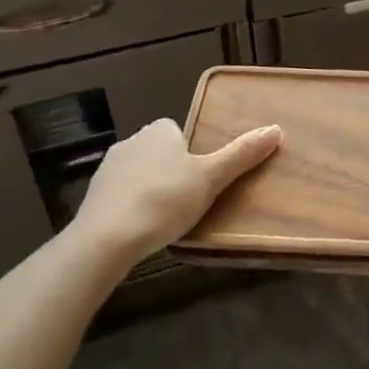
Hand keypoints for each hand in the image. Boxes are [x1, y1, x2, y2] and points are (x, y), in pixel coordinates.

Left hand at [71, 118, 281, 267]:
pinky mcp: (93, 197)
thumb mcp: (211, 178)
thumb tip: (276, 129)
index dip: (192, 152)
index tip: (202, 177)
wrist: (106, 239)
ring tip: (166, 218)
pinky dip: (131, 207)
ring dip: (151, 188)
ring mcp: (108, 169)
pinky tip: (141, 229)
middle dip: (171, 170)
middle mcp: (131, 141)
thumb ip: (241, 155)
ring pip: (139, 173)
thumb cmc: (165, 200)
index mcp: (159, 131)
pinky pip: (120, 196)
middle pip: (159, 151)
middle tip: (189, 199)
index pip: (178, 131)